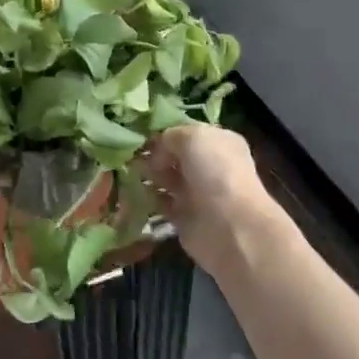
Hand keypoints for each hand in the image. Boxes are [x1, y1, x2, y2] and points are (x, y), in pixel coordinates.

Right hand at [144, 124, 280, 273]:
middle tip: (130, 153)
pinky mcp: (184, 216)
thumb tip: (156, 151)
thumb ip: (171, 136)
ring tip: (129, 171)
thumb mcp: (193, 138)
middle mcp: (210, 165)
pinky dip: (148, 198)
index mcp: (219, 142)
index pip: (187, 132)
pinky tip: (133, 191)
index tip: (139, 134)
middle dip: (153, 154)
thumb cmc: (215, 173)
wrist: (229, 226)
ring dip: (148, 175)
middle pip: (175, 156)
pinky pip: (161, 202)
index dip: (164, 132)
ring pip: (166, 178)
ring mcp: (197, 192)